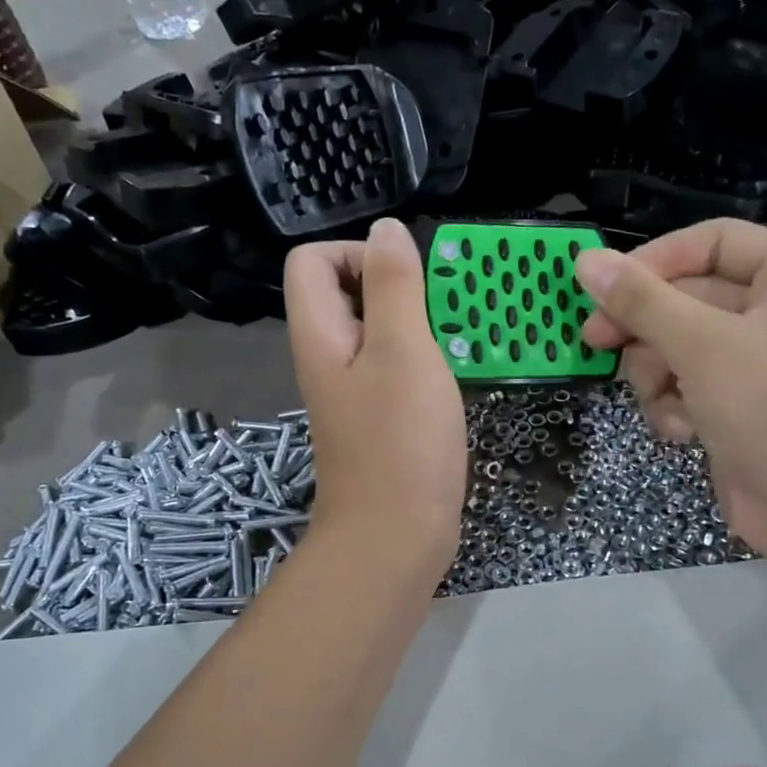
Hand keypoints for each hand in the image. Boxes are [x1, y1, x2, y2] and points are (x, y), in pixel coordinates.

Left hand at [285, 217, 466, 585]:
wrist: (396, 537)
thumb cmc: (401, 442)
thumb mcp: (404, 351)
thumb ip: (394, 285)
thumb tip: (385, 229)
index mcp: (321, 335)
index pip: (311, 261)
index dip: (354, 253)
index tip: (404, 280)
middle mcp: (329, 359)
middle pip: (345, 294)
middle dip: (395, 286)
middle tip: (439, 310)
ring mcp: (354, 393)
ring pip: (377, 333)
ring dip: (416, 325)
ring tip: (454, 340)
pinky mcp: (380, 420)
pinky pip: (395, 369)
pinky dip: (423, 361)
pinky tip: (453, 378)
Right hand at [575, 219, 766, 562]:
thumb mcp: (701, 346)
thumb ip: (641, 301)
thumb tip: (585, 259)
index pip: (710, 241)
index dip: (653, 262)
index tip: (603, 288)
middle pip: (687, 297)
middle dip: (646, 330)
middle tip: (594, 342)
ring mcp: (759, 358)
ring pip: (678, 344)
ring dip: (658, 376)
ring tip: (663, 404)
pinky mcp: (740, 401)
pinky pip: (688, 383)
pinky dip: (676, 405)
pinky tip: (683, 432)